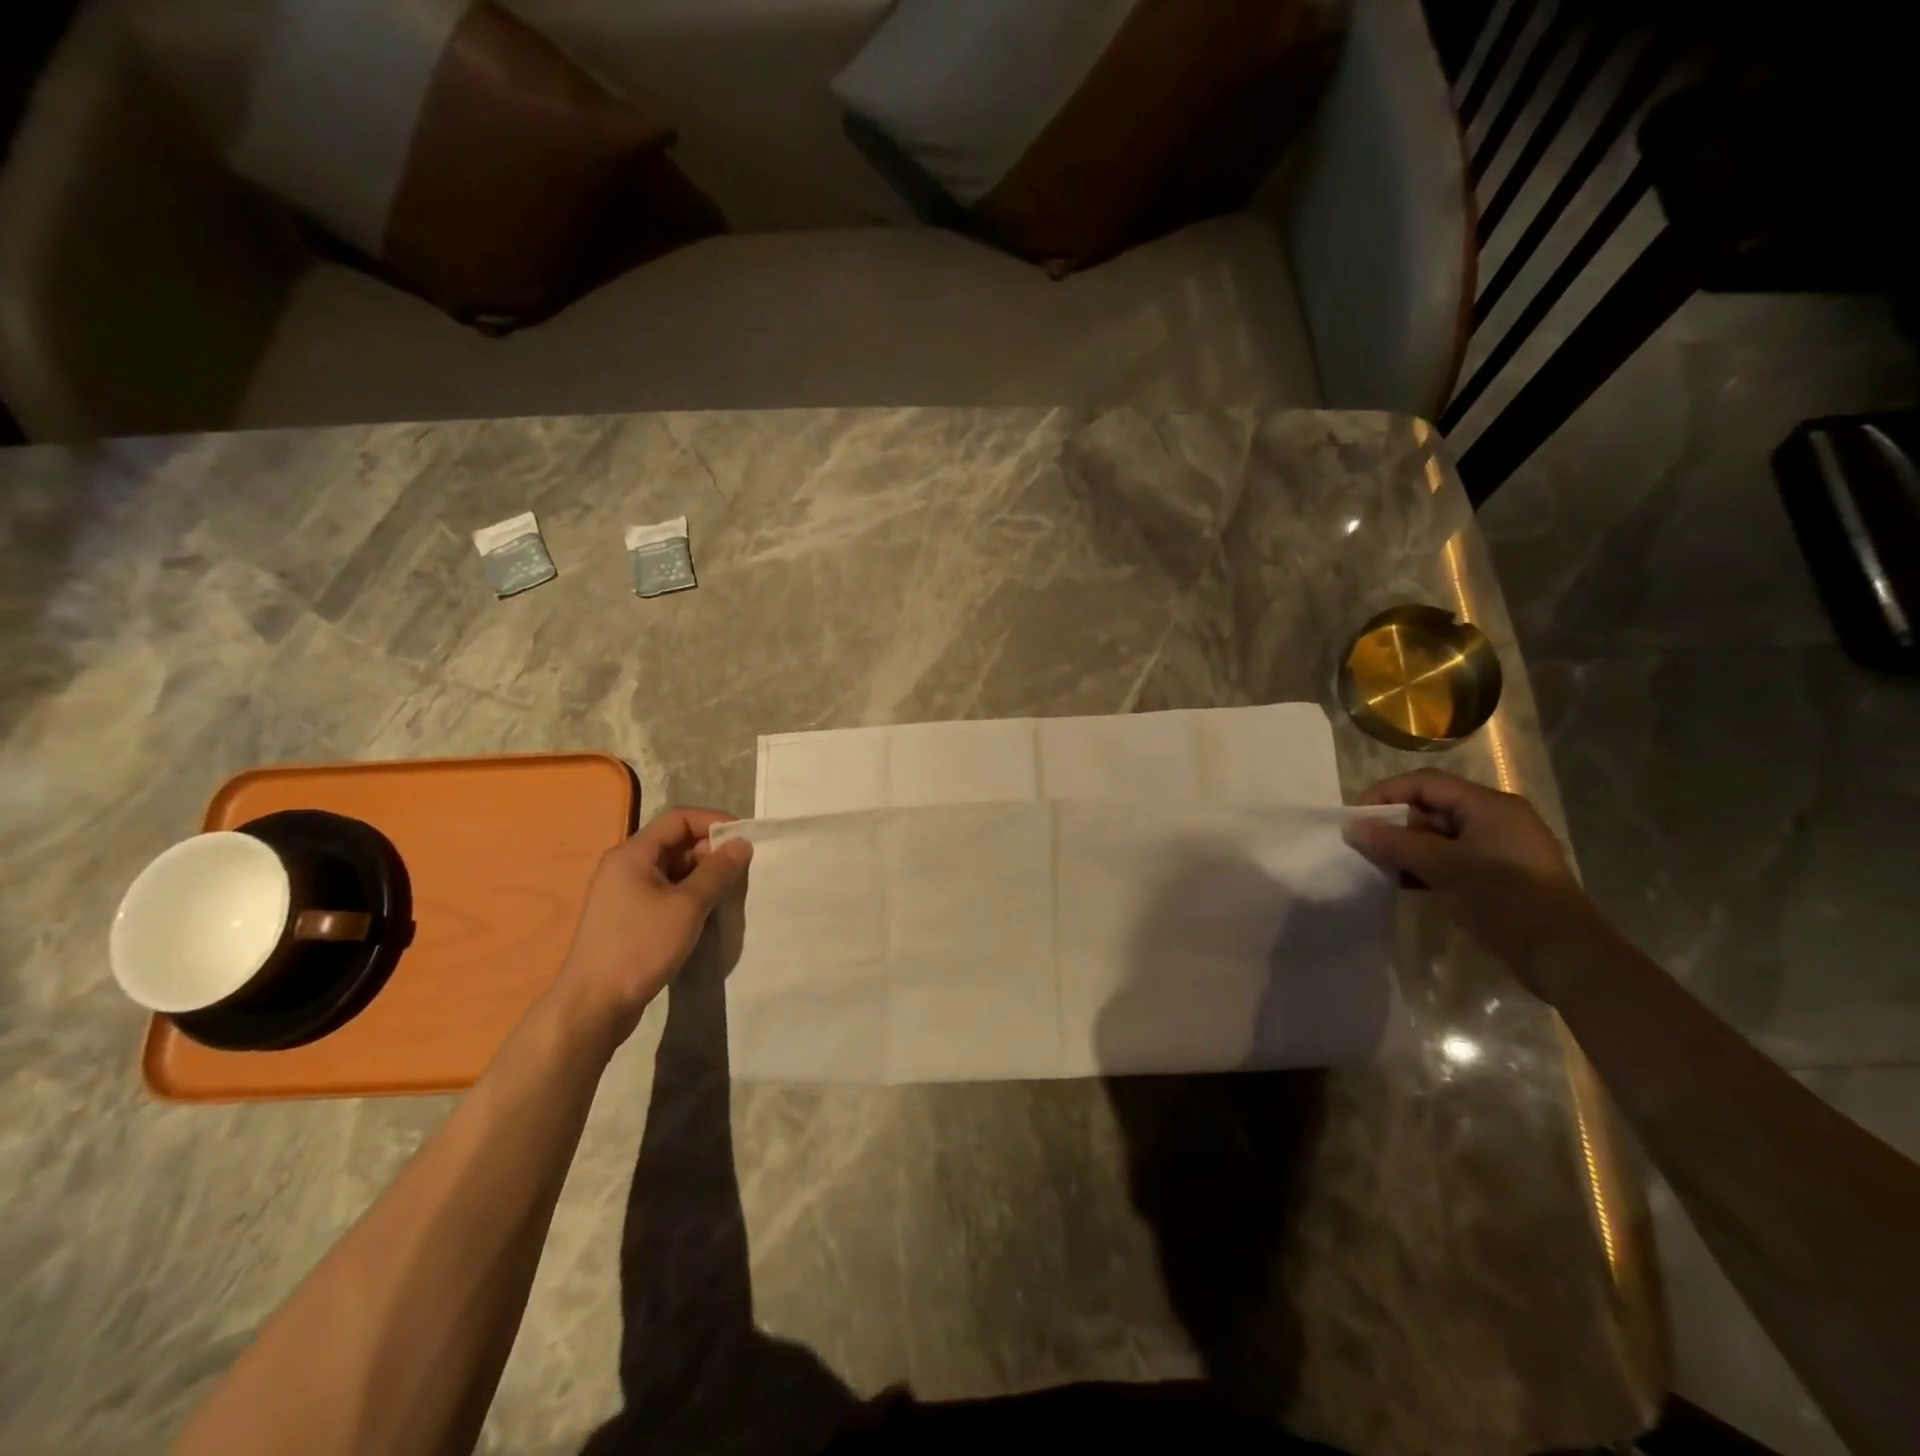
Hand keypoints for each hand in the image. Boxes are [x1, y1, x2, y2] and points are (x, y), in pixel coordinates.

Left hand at [545, 807, 751, 1047]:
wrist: (594, 1005)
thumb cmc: (640, 946)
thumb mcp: (687, 906)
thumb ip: (717, 871)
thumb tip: (742, 843)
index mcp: (633, 854)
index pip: (679, 819)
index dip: (714, 823)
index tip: (745, 840)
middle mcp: (625, 867)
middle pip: (676, 843)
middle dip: (711, 852)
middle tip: (742, 871)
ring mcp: (624, 894)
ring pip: (672, 870)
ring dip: (703, 876)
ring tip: (730, 893)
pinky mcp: (628, 919)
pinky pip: (665, 893)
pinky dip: (689, 896)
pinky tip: (708, 914)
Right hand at [1344, 770, 1604, 998]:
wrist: (1564, 956)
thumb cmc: (1505, 899)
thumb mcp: (1445, 867)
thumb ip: (1395, 844)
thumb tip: (1352, 828)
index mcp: (1489, 806)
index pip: (1426, 783)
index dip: (1387, 794)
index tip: (1356, 818)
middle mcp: (1495, 820)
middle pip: (1432, 807)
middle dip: (1394, 823)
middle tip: (1362, 844)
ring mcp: (1497, 850)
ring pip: (1438, 836)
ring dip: (1406, 847)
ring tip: (1375, 864)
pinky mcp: (1496, 877)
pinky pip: (1449, 859)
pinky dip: (1423, 866)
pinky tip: (1401, 882)